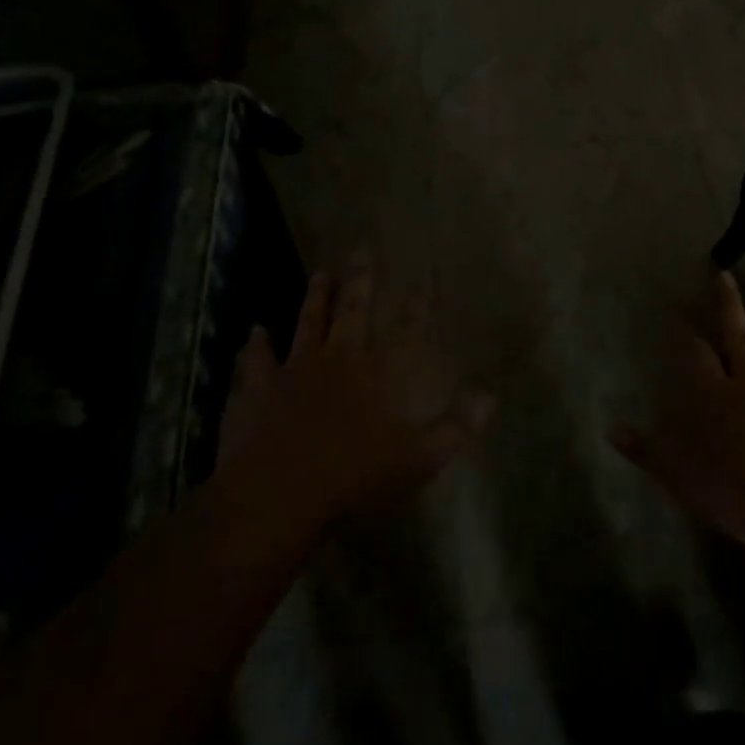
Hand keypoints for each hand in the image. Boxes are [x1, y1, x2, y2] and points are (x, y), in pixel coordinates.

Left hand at [216, 262, 491, 541]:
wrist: (279, 493)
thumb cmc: (354, 477)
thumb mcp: (418, 459)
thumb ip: (455, 428)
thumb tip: (490, 397)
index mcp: (376, 375)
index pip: (404, 331)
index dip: (417, 306)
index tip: (424, 280)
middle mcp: (337, 360)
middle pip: (351, 312)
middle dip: (359, 281)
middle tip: (361, 251)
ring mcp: (295, 370)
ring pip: (307, 323)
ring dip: (314, 298)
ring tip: (319, 274)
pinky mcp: (259, 387)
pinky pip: (257, 359)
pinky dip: (256, 344)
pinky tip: (254, 331)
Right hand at [612, 272, 744, 547]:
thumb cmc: (738, 493)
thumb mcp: (680, 477)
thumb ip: (648, 451)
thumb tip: (612, 429)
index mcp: (716, 397)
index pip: (695, 355)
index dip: (684, 333)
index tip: (676, 311)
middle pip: (739, 338)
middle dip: (729, 306)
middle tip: (726, 276)